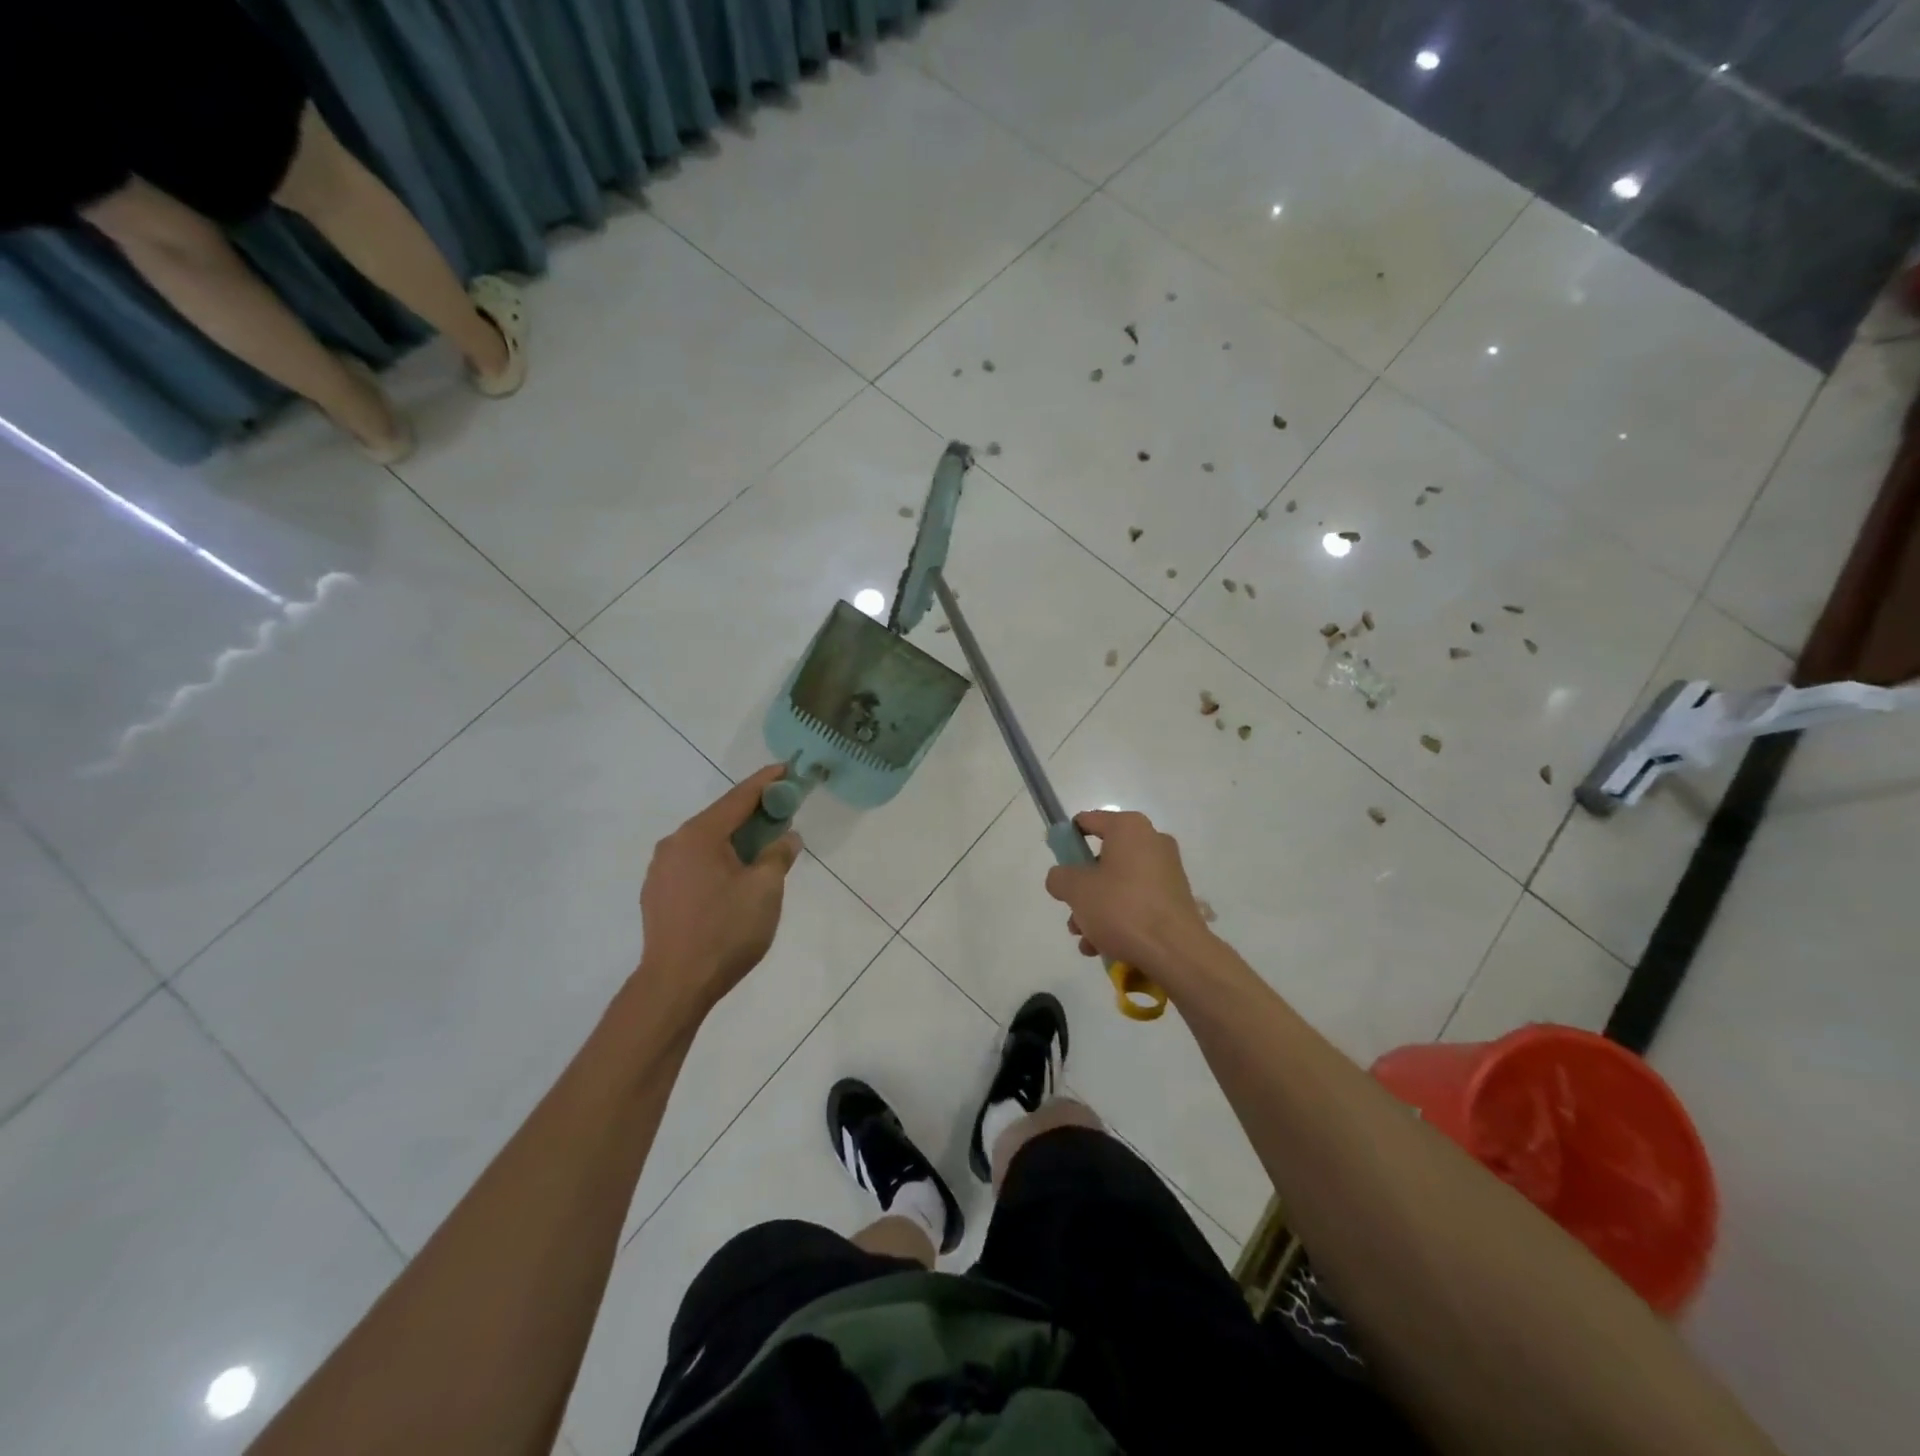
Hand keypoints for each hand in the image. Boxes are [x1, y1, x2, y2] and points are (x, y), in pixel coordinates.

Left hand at [638, 766, 801, 1012]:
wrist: (675, 985)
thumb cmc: (725, 931)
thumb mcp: (765, 890)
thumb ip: (778, 856)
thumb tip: (786, 838)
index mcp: (699, 835)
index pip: (739, 798)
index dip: (766, 782)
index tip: (787, 768)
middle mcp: (674, 844)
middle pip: (720, 818)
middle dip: (753, 813)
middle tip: (783, 812)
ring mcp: (661, 869)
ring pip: (706, 843)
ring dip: (735, 839)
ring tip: (762, 848)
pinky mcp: (657, 893)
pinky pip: (694, 863)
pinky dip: (718, 860)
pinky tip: (734, 877)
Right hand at [1044, 810, 1212, 977]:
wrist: (1175, 951)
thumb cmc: (1122, 908)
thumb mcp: (1076, 890)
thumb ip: (1060, 877)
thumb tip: (1062, 878)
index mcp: (1129, 828)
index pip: (1088, 822)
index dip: (1068, 840)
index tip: (1058, 864)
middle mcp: (1152, 842)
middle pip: (1102, 858)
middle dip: (1082, 888)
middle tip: (1072, 912)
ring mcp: (1167, 871)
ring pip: (1118, 884)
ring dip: (1097, 910)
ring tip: (1085, 940)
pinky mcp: (1175, 899)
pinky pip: (1138, 901)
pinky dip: (1119, 919)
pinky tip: (1104, 947)